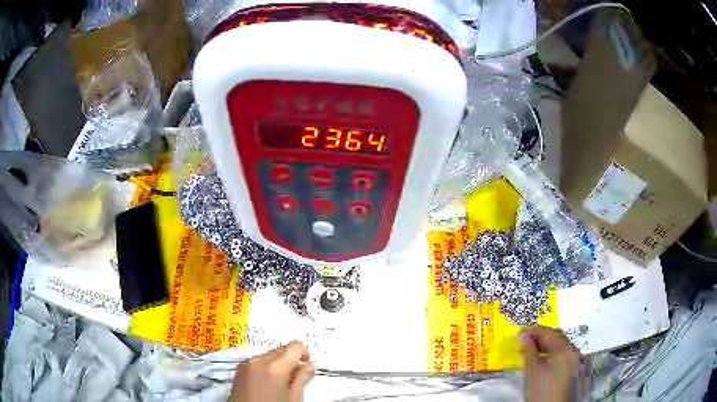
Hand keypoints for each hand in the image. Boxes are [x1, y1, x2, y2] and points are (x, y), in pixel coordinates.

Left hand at [229, 342, 314, 401]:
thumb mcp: (293, 397)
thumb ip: (302, 379)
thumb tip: (309, 366)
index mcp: (275, 367)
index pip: (295, 347)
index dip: (304, 353)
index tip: (307, 363)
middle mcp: (259, 361)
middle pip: (281, 349)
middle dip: (292, 358)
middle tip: (298, 373)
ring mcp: (247, 364)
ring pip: (268, 355)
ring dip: (278, 362)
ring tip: (282, 381)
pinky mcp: (239, 369)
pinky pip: (257, 361)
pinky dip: (265, 367)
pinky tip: (268, 382)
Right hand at [519, 327, 581, 401]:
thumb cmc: (543, 391)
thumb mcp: (532, 371)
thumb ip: (528, 351)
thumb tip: (522, 336)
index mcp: (564, 349)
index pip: (548, 333)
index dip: (533, 331)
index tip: (520, 333)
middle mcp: (572, 351)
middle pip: (556, 337)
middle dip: (540, 337)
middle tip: (524, 340)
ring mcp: (574, 360)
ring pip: (559, 346)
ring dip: (545, 345)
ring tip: (531, 350)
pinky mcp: (573, 369)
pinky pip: (562, 354)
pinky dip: (551, 353)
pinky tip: (542, 359)